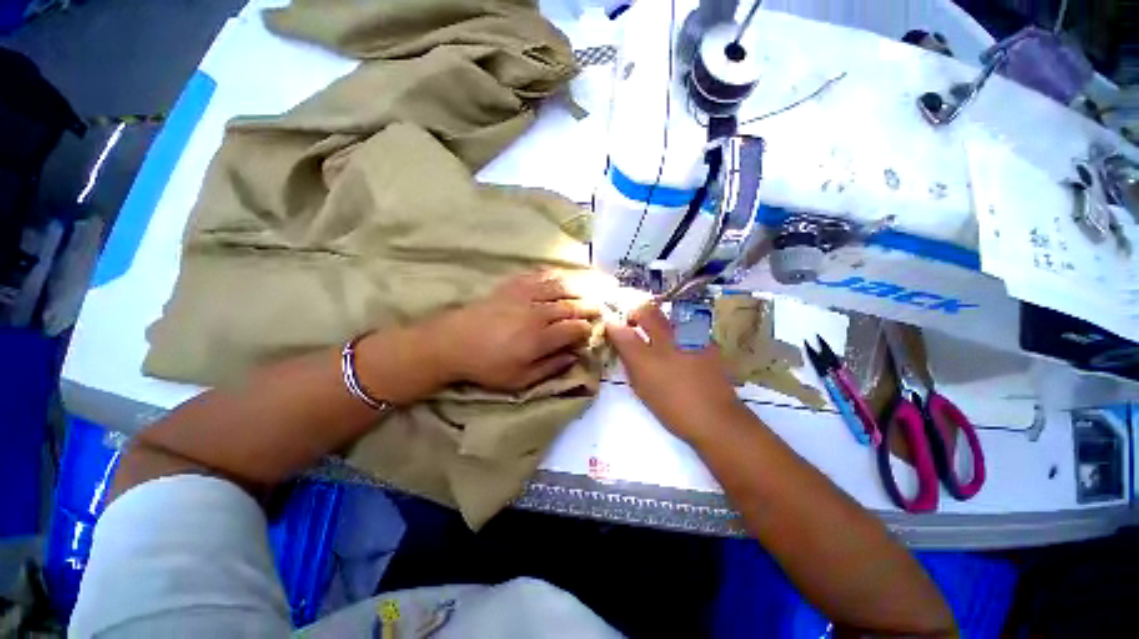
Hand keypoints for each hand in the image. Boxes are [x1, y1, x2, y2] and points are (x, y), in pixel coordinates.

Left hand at [428, 270, 602, 391]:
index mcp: (540, 338)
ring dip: (577, 286)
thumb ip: (550, 368)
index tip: (592, 330)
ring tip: (590, 286)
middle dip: (589, 305)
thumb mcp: (519, 380)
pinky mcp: (511, 286)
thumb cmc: (487, 366)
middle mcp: (537, 313)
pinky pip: (537, 275)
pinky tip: (560, 275)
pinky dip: (552, 274)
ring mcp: (524, 296)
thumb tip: (573, 357)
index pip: (574, 328)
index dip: (587, 329)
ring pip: (558, 287)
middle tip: (601, 305)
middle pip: (570, 306)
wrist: (452, 343)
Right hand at [606, 303, 747, 441]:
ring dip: (658, 322)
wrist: (716, 419)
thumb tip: (624, 350)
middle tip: (634, 322)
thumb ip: (631, 366)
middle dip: (636, 313)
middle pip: (647, 311)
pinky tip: (683, 349)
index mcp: (646, 359)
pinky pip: (686, 328)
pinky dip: (679, 334)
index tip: (611, 327)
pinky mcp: (706, 341)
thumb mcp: (643, 390)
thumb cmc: (673, 409)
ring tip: (660, 337)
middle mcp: (666, 342)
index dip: (613, 326)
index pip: (621, 332)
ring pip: (668, 317)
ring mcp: (689, 338)